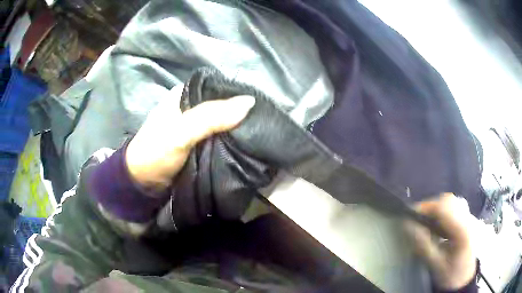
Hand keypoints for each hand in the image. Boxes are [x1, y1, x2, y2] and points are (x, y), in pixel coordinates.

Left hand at [125, 87, 254, 192]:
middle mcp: (191, 107)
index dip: (238, 94)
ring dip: (238, 129)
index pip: (217, 87)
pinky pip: (220, 139)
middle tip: (266, 121)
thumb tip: (250, 102)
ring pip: (223, 123)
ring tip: (263, 131)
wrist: (142, 184)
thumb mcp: (181, 132)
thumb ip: (211, 117)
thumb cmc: (156, 152)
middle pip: (222, 106)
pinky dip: (232, 142)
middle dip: (241, 113)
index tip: (261, 104)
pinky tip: (248, 144)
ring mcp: (195, 127)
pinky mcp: (199, 144)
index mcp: (184, 95)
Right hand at [405, 193, 475, 290]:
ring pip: (450, 201)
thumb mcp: (436, 264)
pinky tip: (436, 225)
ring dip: (435, 209)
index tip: (409, 215)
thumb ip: (423, 245)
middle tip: (417, 220)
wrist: (465, 277)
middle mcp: (467, 218)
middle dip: (430, 207)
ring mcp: (468, 216)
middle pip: (448, 200)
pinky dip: (441, 212)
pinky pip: (452, 207)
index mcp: (462, 230)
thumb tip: (408, 225)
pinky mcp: (466, 219)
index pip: (444, 208)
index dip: (425, 207)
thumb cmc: (451, 273)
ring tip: (425, 222)